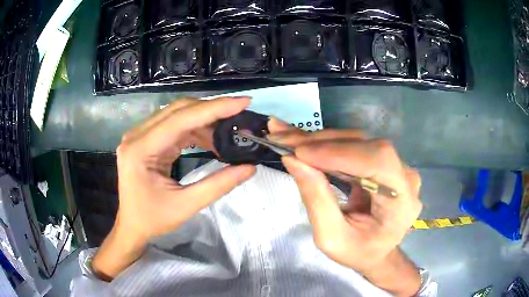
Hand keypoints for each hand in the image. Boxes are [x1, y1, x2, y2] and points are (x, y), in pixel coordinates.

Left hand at [92, 97, 255, 280]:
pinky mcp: (146, 139)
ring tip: (229, 131)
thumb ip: (218, 185)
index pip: (180, 119)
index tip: (243, 102)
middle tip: (240, 113)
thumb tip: (250, 167)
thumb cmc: (152, 219)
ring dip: (205, 120)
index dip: (214, 109)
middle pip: (179, 110)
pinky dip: (195, 129)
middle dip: (212, 110)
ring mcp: (140, 135)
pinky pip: (174, 125)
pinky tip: (211, 139)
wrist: (131, 225)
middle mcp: (137, 135)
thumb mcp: (186, 206)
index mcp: (140, 150)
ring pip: (178, 115)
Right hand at [267, 119, 421, 295]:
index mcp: (402, 202)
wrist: (378, 251)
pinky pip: (353, 146)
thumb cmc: (358, 252)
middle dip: (320, 143)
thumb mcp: (332, 238)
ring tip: (285, 137)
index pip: (378, 162)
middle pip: (364, 145)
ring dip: (318, 140)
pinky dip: (325, 144)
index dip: (340, 153)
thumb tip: (293, 160)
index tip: (299, 153)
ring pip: (356, 141)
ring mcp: (395, 166)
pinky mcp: (381, 162)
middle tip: (281, 138)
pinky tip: (301, 140)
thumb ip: (316, 200)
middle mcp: (404, 176)